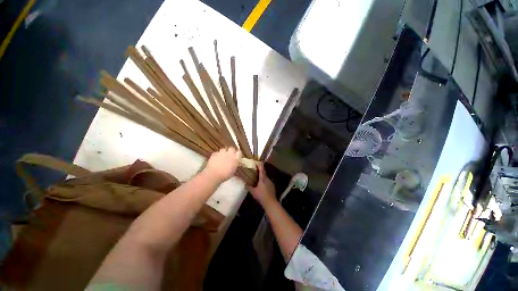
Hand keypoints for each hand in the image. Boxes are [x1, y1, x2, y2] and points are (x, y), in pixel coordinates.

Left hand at [205, 147, 241, 181]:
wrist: (213, 174)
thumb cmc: (225, 175)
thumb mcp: (233, 171)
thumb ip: (234, 165)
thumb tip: (235, 163)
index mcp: (235, 158)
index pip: (239, 152)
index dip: (237, 154)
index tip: (237, 156)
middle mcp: (229, 153)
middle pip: (232, 148)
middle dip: (231, 151)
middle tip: (230, 156)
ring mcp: (221, 153)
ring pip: (224, 149)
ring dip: (224, 152)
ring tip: (222, 157)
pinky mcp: (214, 153)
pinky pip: (217, 152)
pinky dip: (217, 155)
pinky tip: (216, 159)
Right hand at [248, 162, 275, 205]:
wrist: (271, 202)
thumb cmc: (261, 196)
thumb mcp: (253, 192)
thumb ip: (248, 187)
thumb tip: (245, 184)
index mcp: (263, 178)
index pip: (261, 169)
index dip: (259, 164)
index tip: (256, 162)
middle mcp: (267, 179)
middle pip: (263, 173)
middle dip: (259, 172)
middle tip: (255, 172)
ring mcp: (271, 182)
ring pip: (265, 178)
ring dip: (262, 178)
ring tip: (257, 180)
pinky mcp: (272, 186)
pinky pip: (267, 182)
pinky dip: (264, 182)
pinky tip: (262, 187)